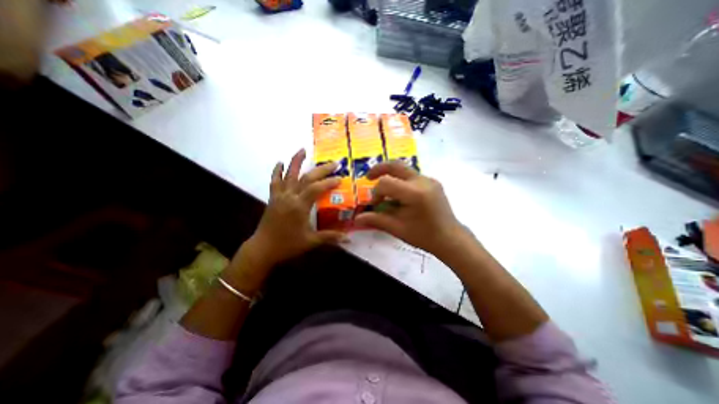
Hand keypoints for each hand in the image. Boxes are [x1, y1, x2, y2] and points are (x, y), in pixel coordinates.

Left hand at [226, 148, 345, 293]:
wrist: (263, 248)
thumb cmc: (288, 245)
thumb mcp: (311, 241)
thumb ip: (330, 237)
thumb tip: (348, 239)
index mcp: (300, 207)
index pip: (316, 189)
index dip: (329, 182)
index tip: (340, 178)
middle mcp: (290, 197)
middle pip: (306, 178)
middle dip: (321, 170)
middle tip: (333, 163)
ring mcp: (280, 196)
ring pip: (288, 175)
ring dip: (296, 161)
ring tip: (302, 150)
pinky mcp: (273, 198)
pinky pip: (274, 181)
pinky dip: (277, 171)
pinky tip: (280, 162)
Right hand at [355, 163, 469, 257]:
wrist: (450, 238)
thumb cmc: (423, 236)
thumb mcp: (397, 229)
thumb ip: (376, 220)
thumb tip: (356, 219)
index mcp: (414, 193)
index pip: (386, 183)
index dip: (376, 192)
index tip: (376, 204)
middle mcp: (423, 181)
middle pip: (396, 165)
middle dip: (379, 169)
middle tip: (368, 177)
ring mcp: (429, 180)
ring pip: (404, 169)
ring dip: (390, 175)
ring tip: (383, 187)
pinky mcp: (432, 182)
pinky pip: (412, 175)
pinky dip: (401, 180)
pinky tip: (399, 194)